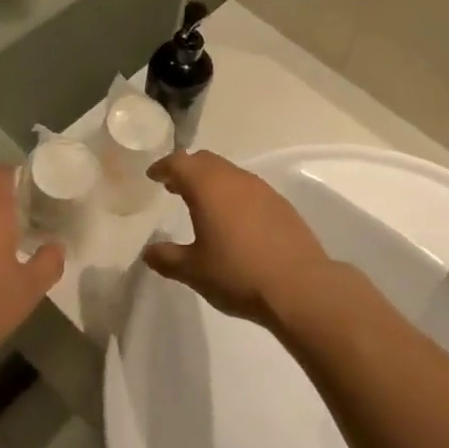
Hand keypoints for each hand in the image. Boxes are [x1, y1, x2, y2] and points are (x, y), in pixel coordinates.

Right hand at [141, 151, 330, 330]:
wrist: (300, 286)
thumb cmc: (238, 274)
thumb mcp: (194, 271)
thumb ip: (167, 258)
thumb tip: (149, 252)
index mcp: (207, 186)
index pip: (179, 162)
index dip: (163, 167)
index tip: (153, 176)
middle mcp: (234, 178)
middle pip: (204, 161)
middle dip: (187, 170)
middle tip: (174, 187)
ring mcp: (261, 189)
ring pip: (229, 172)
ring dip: (211, 181)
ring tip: (202, 204)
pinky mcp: (280, 204)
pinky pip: (248, 188)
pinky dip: (233, 194)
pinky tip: (234, 219)